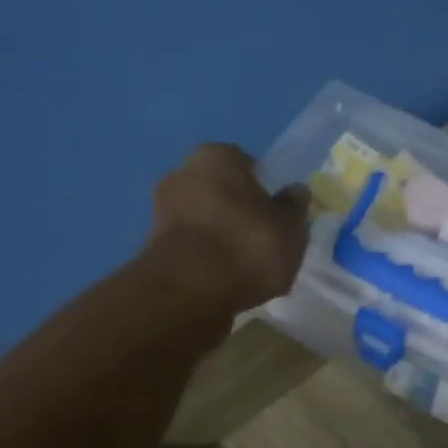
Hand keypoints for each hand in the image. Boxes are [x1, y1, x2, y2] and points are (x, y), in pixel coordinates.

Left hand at [145, 144, 309, 314]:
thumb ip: (293, 208)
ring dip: (218, 235)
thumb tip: (296, 192)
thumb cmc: (247, 246)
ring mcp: (161, 210)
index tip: (275, 213)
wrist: (188, 291)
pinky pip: (189, 245)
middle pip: (219, 189)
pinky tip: (221, 279)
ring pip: (201, 218)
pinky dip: (203, 257)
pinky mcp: (151, 246)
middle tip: (261, 238)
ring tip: (243, 265)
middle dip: (236, 209)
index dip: (262, 187)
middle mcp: (182, 173)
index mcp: (217, 156)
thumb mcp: (289, 229)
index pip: (245, 163)